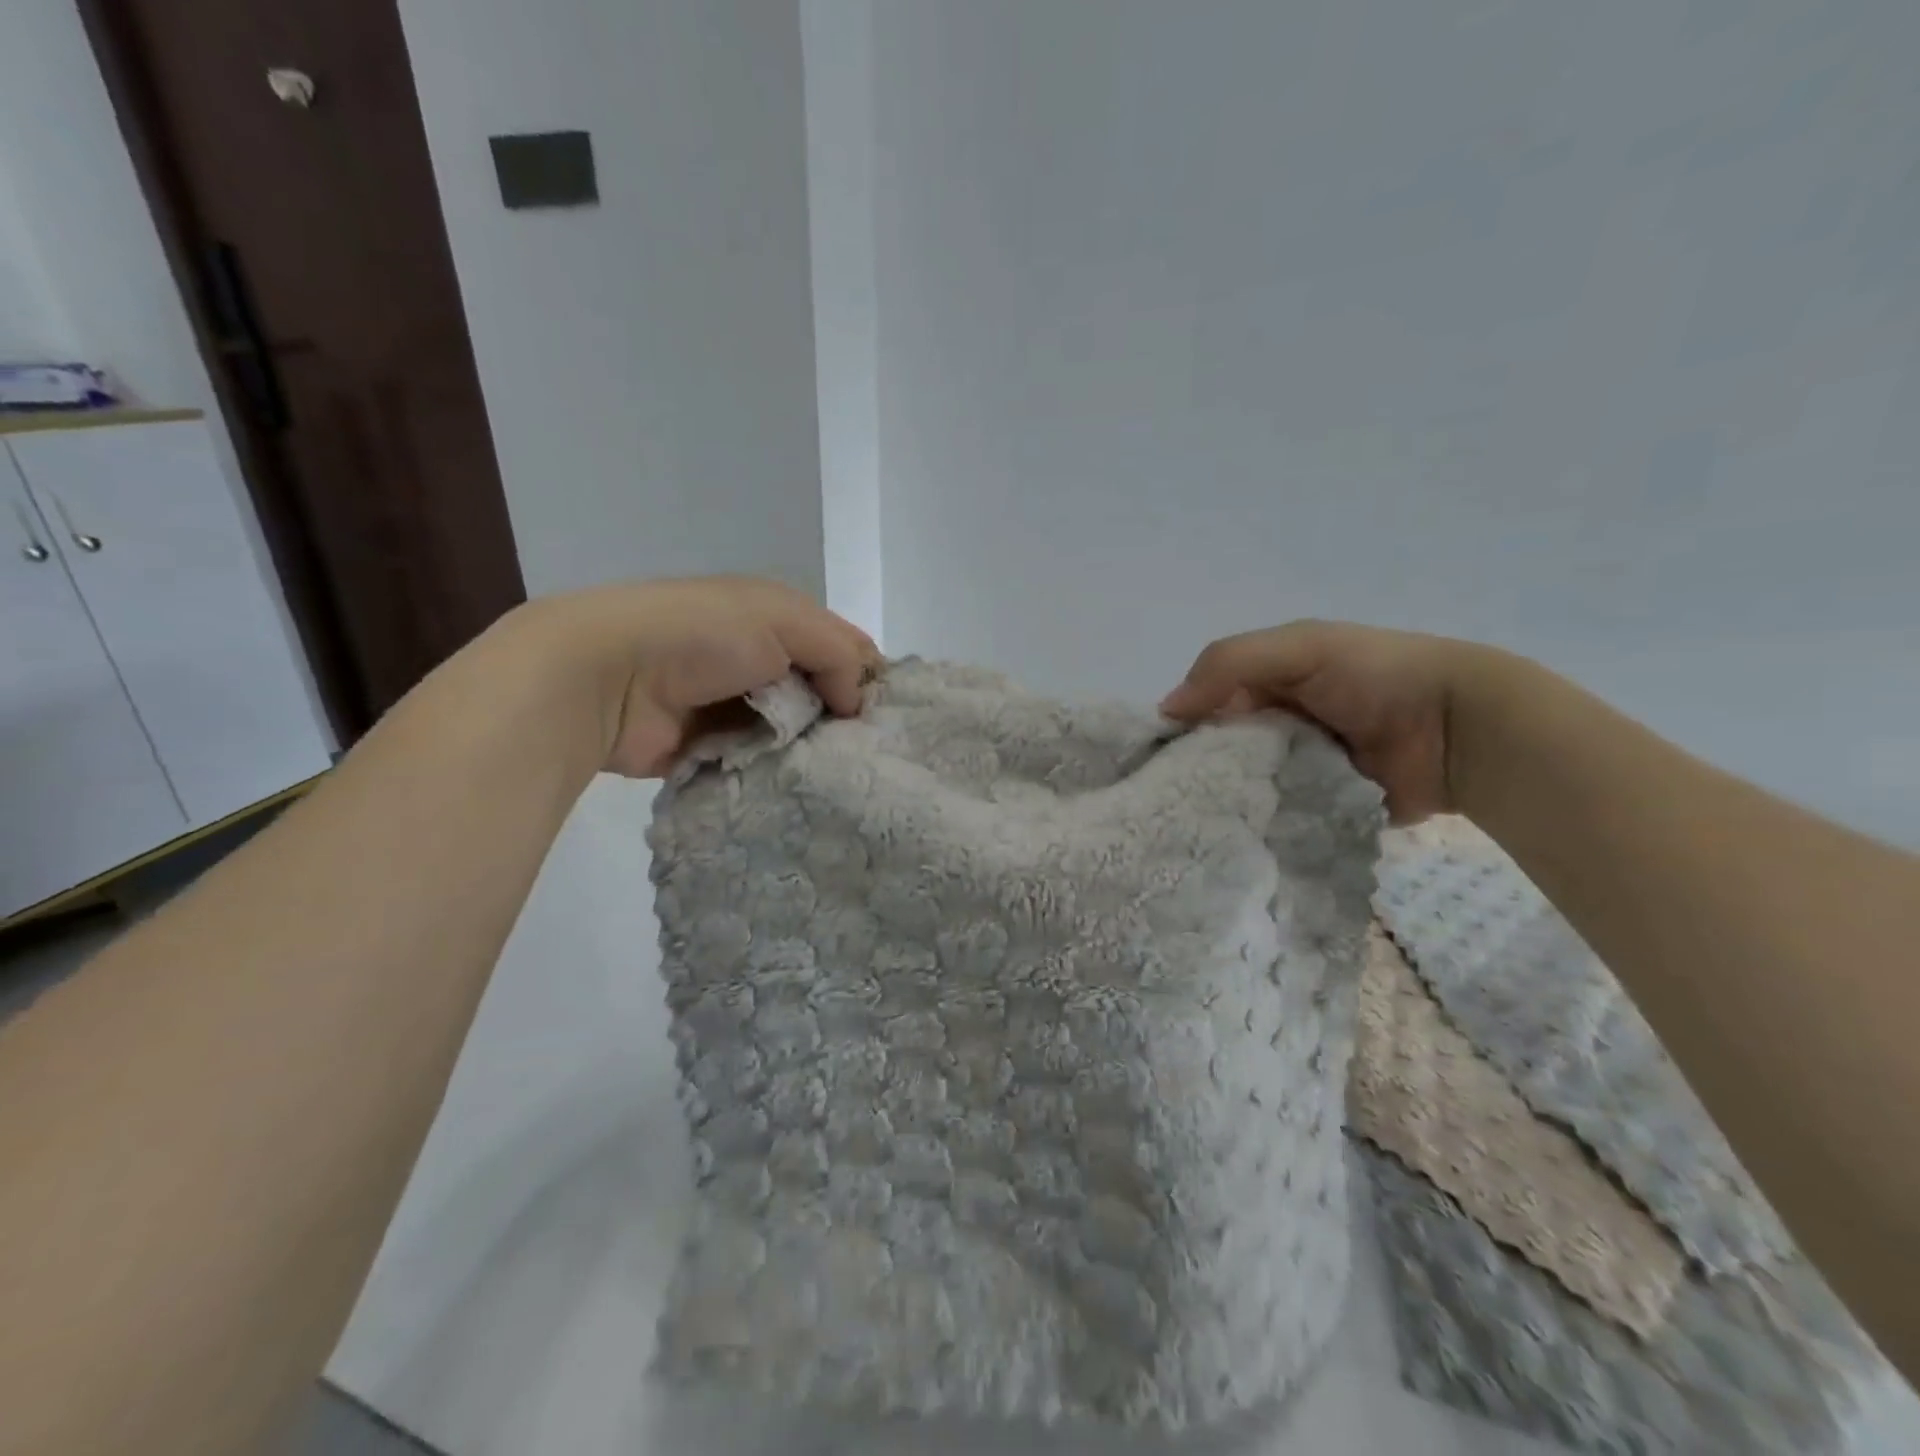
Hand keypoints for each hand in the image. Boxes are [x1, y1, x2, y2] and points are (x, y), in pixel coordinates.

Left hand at [504, 577, 879, 778]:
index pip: (840, 648)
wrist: (608, 676)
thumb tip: (856, 702)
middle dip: (844, 720)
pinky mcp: (713, 749)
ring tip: (844, 776)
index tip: (888, 715)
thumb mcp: (783, 619)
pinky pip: (761, 762)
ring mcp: (734, 708)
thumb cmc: (703, 634)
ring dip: (813, 749)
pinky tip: (805, 787)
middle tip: (872, 753)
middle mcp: (759, 662)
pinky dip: (779, 771)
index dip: (866, 676)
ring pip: (794, 733)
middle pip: (820, 694)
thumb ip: (837, 651)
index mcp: (776, 621)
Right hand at [1160, 620, 1485, 822]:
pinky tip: (1232, 841)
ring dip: (1226, 803)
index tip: (1154, 759)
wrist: (1460, 728)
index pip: (1204, 706)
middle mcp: (1275, 727)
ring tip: (1193, 827)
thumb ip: (1228, 664)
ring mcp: (1296, 771)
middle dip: (1198, 771)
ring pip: (1244, 788)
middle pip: (1220, 751)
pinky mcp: (1318, 809)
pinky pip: (1277, 819)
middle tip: (1170, 800)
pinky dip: (1259, 827)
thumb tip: (1165, 711)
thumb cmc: (1374, 675)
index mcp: (1266, 685)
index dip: (1179, 727)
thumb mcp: (1299, 647)